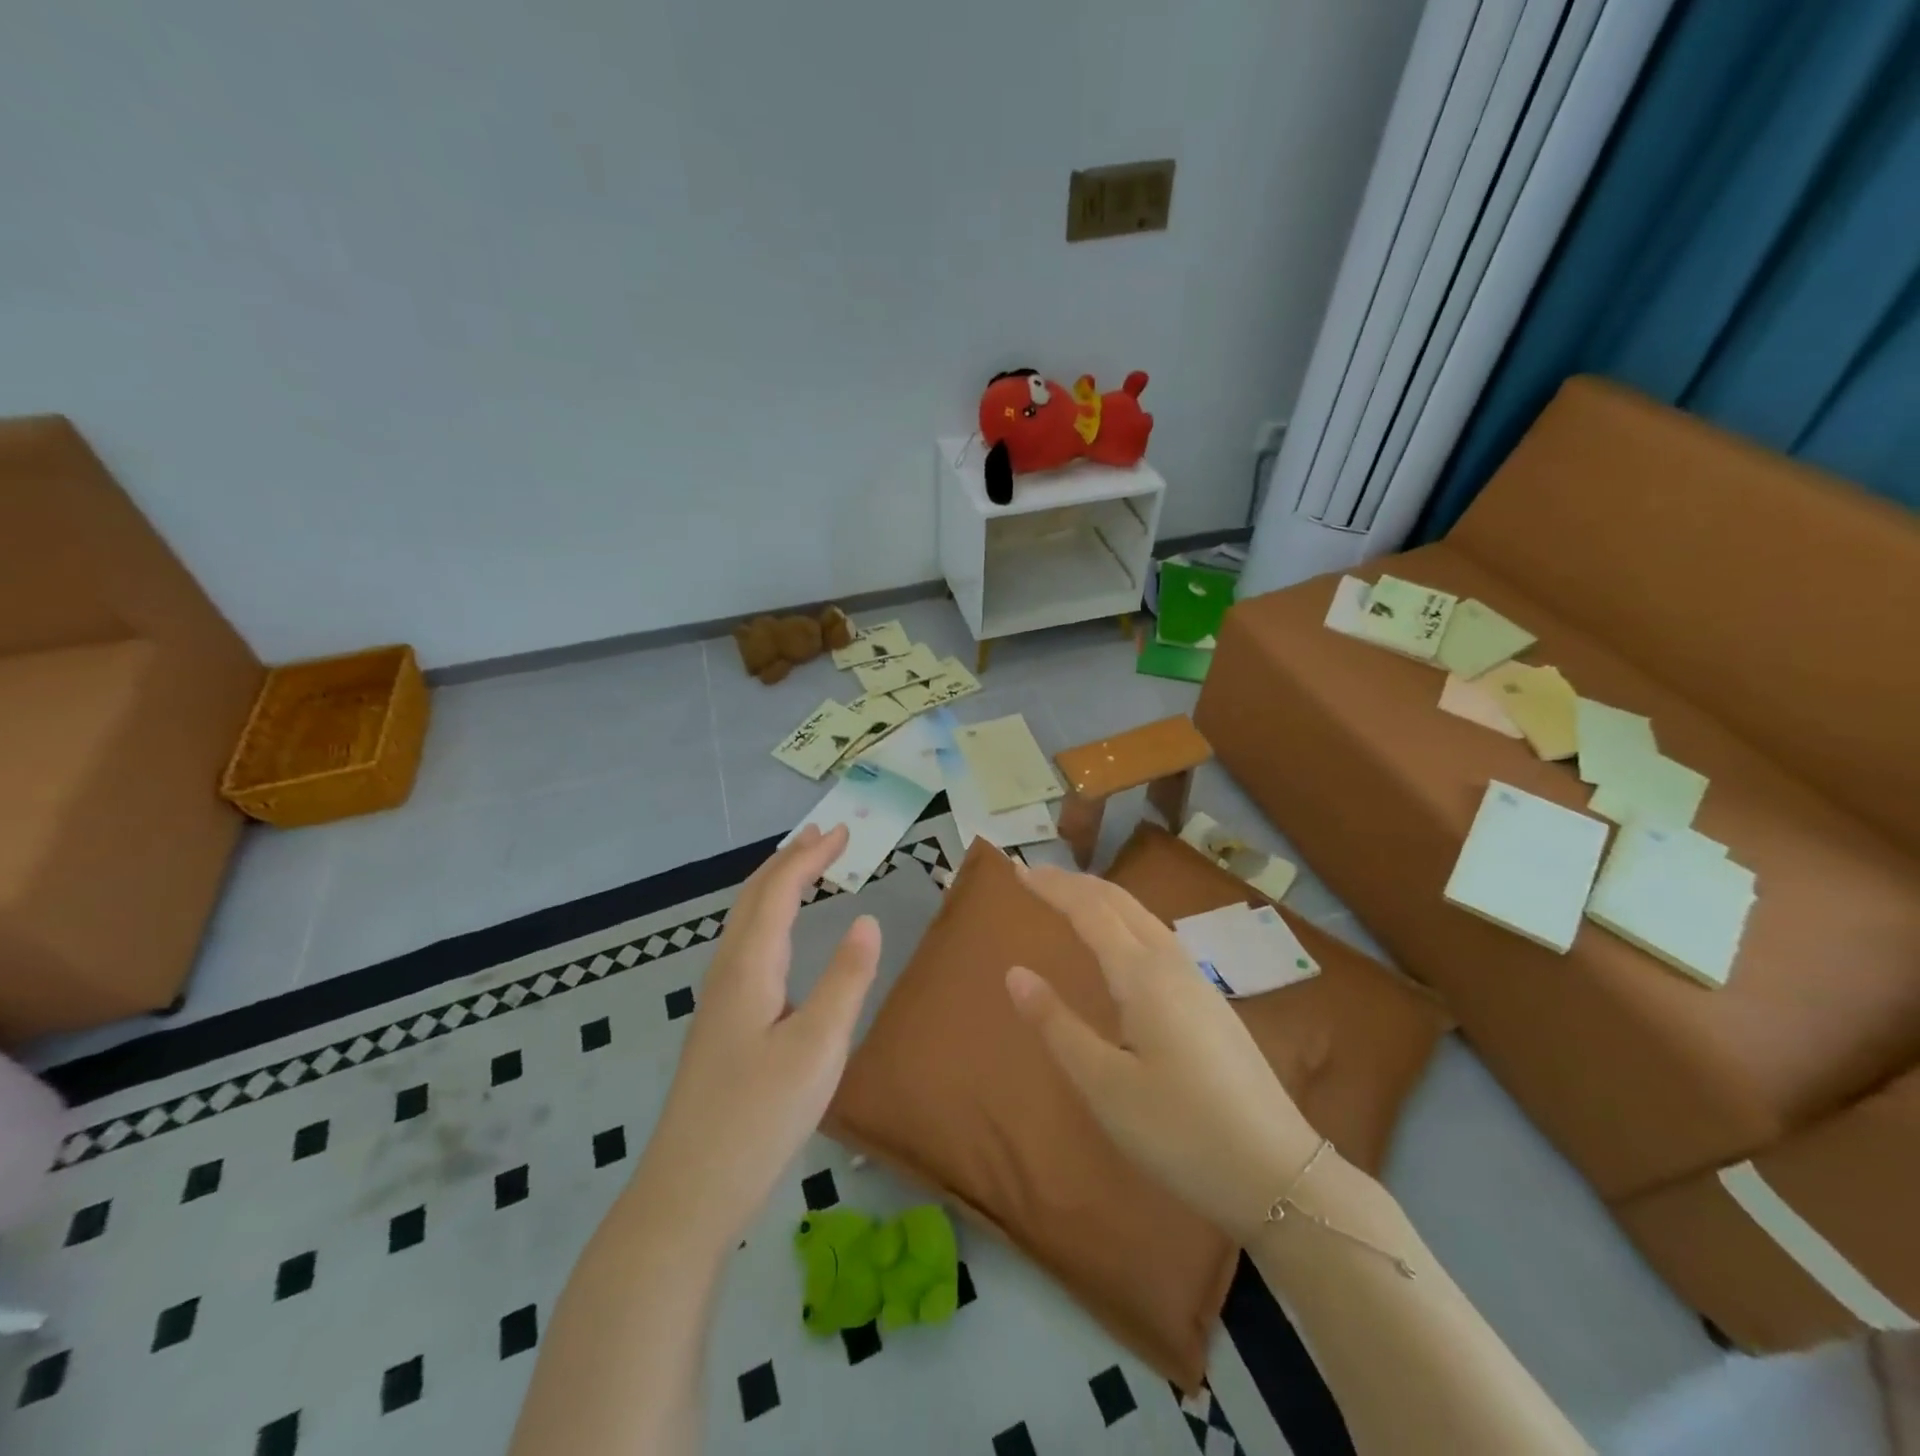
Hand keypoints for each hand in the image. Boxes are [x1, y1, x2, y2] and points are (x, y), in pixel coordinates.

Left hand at [637, 824, 878, 1247]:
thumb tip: (867, 920)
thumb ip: (846, 981)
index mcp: (749, 968)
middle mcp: (728, 973)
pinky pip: (748, 946)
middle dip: (791, 859)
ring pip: (747, 922)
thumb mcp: (818, 1048)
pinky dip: (771, 917)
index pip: (778, 891)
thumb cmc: (758, 1118)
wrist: (688, 1192)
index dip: (810, 856)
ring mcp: (719, 1000)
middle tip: (826, 836)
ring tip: (806, 869)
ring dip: (777, 886)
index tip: (845, 831)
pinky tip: (781, 938)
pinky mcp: (722, 1025)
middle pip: (754, 897)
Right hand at [1005, 866, 1321, 1242]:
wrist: (1279, 1174)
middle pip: (1120, 902)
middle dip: (1076, 883)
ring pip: (1143, 917)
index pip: (1090, 910)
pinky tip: (1123, 944)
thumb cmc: (1181, 1132)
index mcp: (1143, 975)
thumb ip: (1057, 1025)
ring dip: (1103, 898)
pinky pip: (1158, 937)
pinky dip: (1125, 920)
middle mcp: (1172, 964)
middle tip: (1036, 874)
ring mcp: (1198, 982)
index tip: (1017, 869)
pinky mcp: (1211, 1004)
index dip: (1052, 887)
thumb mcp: (1105, 1086)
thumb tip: (1015, 973)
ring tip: (1072, 898)